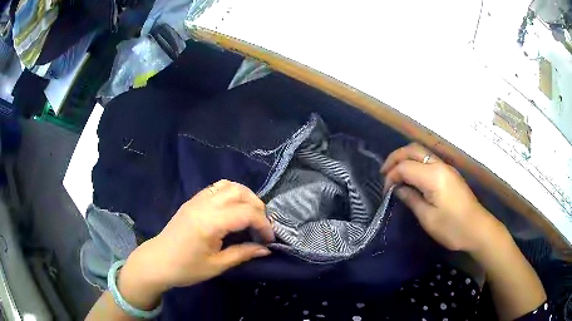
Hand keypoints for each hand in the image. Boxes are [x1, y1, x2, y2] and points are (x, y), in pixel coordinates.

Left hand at [118, 180, 273, 308]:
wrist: (157, 262)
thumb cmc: (186, 269)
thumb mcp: (217, 265)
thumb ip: (243, 253)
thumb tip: (266, 248)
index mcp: (209, 223)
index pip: (246, 213)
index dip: (263, 225)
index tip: (269, 240)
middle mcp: (204, 205)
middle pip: (240, 193)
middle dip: (258, 207)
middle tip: (261, 227)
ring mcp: (197, 199)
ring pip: (229, 185)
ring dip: (245, 197)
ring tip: (250, 216)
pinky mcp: (193, 200)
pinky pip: (217, 187)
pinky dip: (231, 194)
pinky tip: (233, 210)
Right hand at [381, 143, 503, 253]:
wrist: (478, 229)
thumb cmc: (452, 227)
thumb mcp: (428, 218)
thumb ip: (411, 199)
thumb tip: (398, 189)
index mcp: (433, 176)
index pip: (405, 166)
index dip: (391, 176)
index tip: (385, 191)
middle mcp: (440, 165)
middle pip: (413, 150)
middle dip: (395, 158)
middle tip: (384, 173)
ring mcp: (446, 168)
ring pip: (421, 152)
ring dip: (405, 159)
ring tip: (395, 174)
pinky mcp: (450, 174)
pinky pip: (428, 160)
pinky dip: (415, 164)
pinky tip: (411, 177)